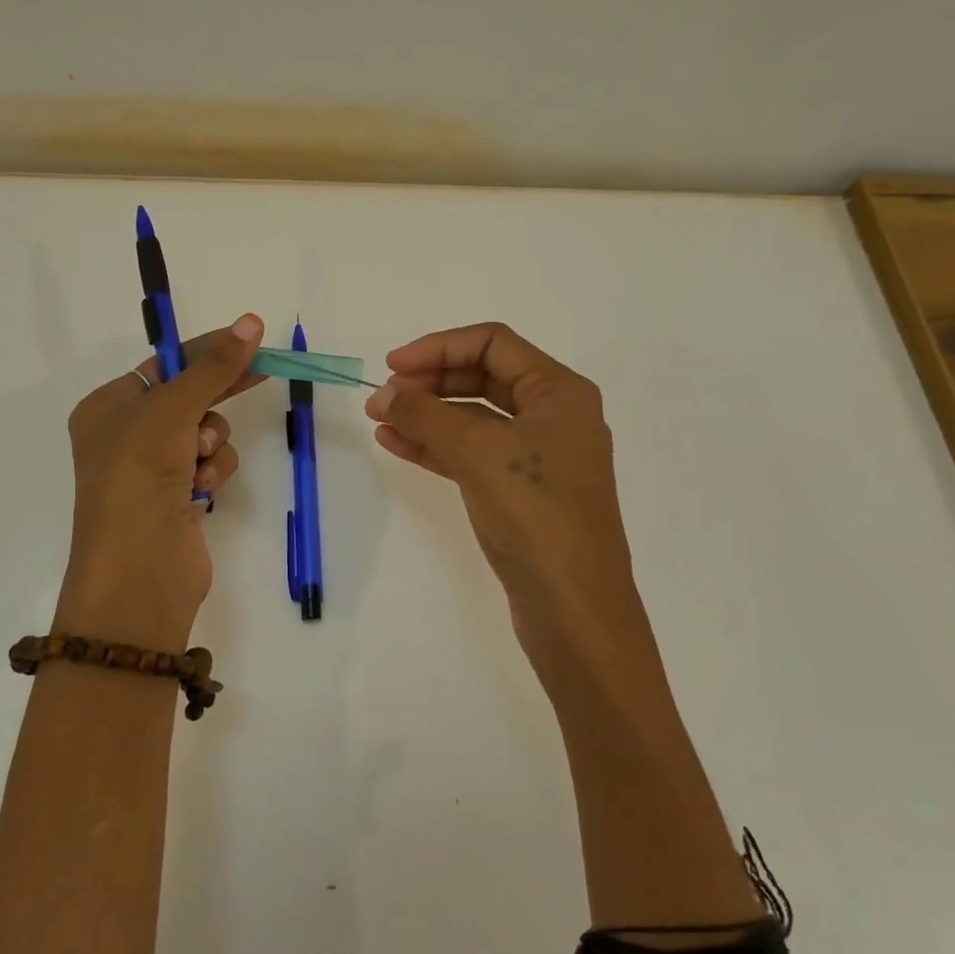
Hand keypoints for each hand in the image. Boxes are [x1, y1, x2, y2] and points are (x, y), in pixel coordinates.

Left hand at [57, 314, 264, 650]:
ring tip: (198, 462)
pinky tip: (203, 492)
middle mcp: (127, 435)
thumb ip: (213, 367)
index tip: (248, 337)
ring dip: (212, 442)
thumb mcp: (171, 412)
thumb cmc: (139, 478)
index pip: (165, 364)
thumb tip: (251, 322)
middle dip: (216, 394)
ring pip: (206, 432)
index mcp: (109, 408)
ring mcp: (154, 469)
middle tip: (263, 370)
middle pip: (188, 396)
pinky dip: (213, 472)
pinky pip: (211, 465)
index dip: (206, 350)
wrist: (139, 572)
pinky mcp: (180, 497)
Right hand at [366, 323, 646, 669]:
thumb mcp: (477, 453)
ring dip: (428, 415)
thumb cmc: (535, 515)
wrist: (574, 610)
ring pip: (474, 418)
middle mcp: (554, 416)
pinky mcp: (522, 492)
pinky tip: (398, 445)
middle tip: (383, 397)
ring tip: (380, 420)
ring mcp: (538, 456)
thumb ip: (425, 415)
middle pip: (483, 377)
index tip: (392, 366)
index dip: (438, 347)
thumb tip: (383, 394)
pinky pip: (473, 454)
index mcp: (559, 391)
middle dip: (431, 382)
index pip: (493, 343)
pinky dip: (437, 446)